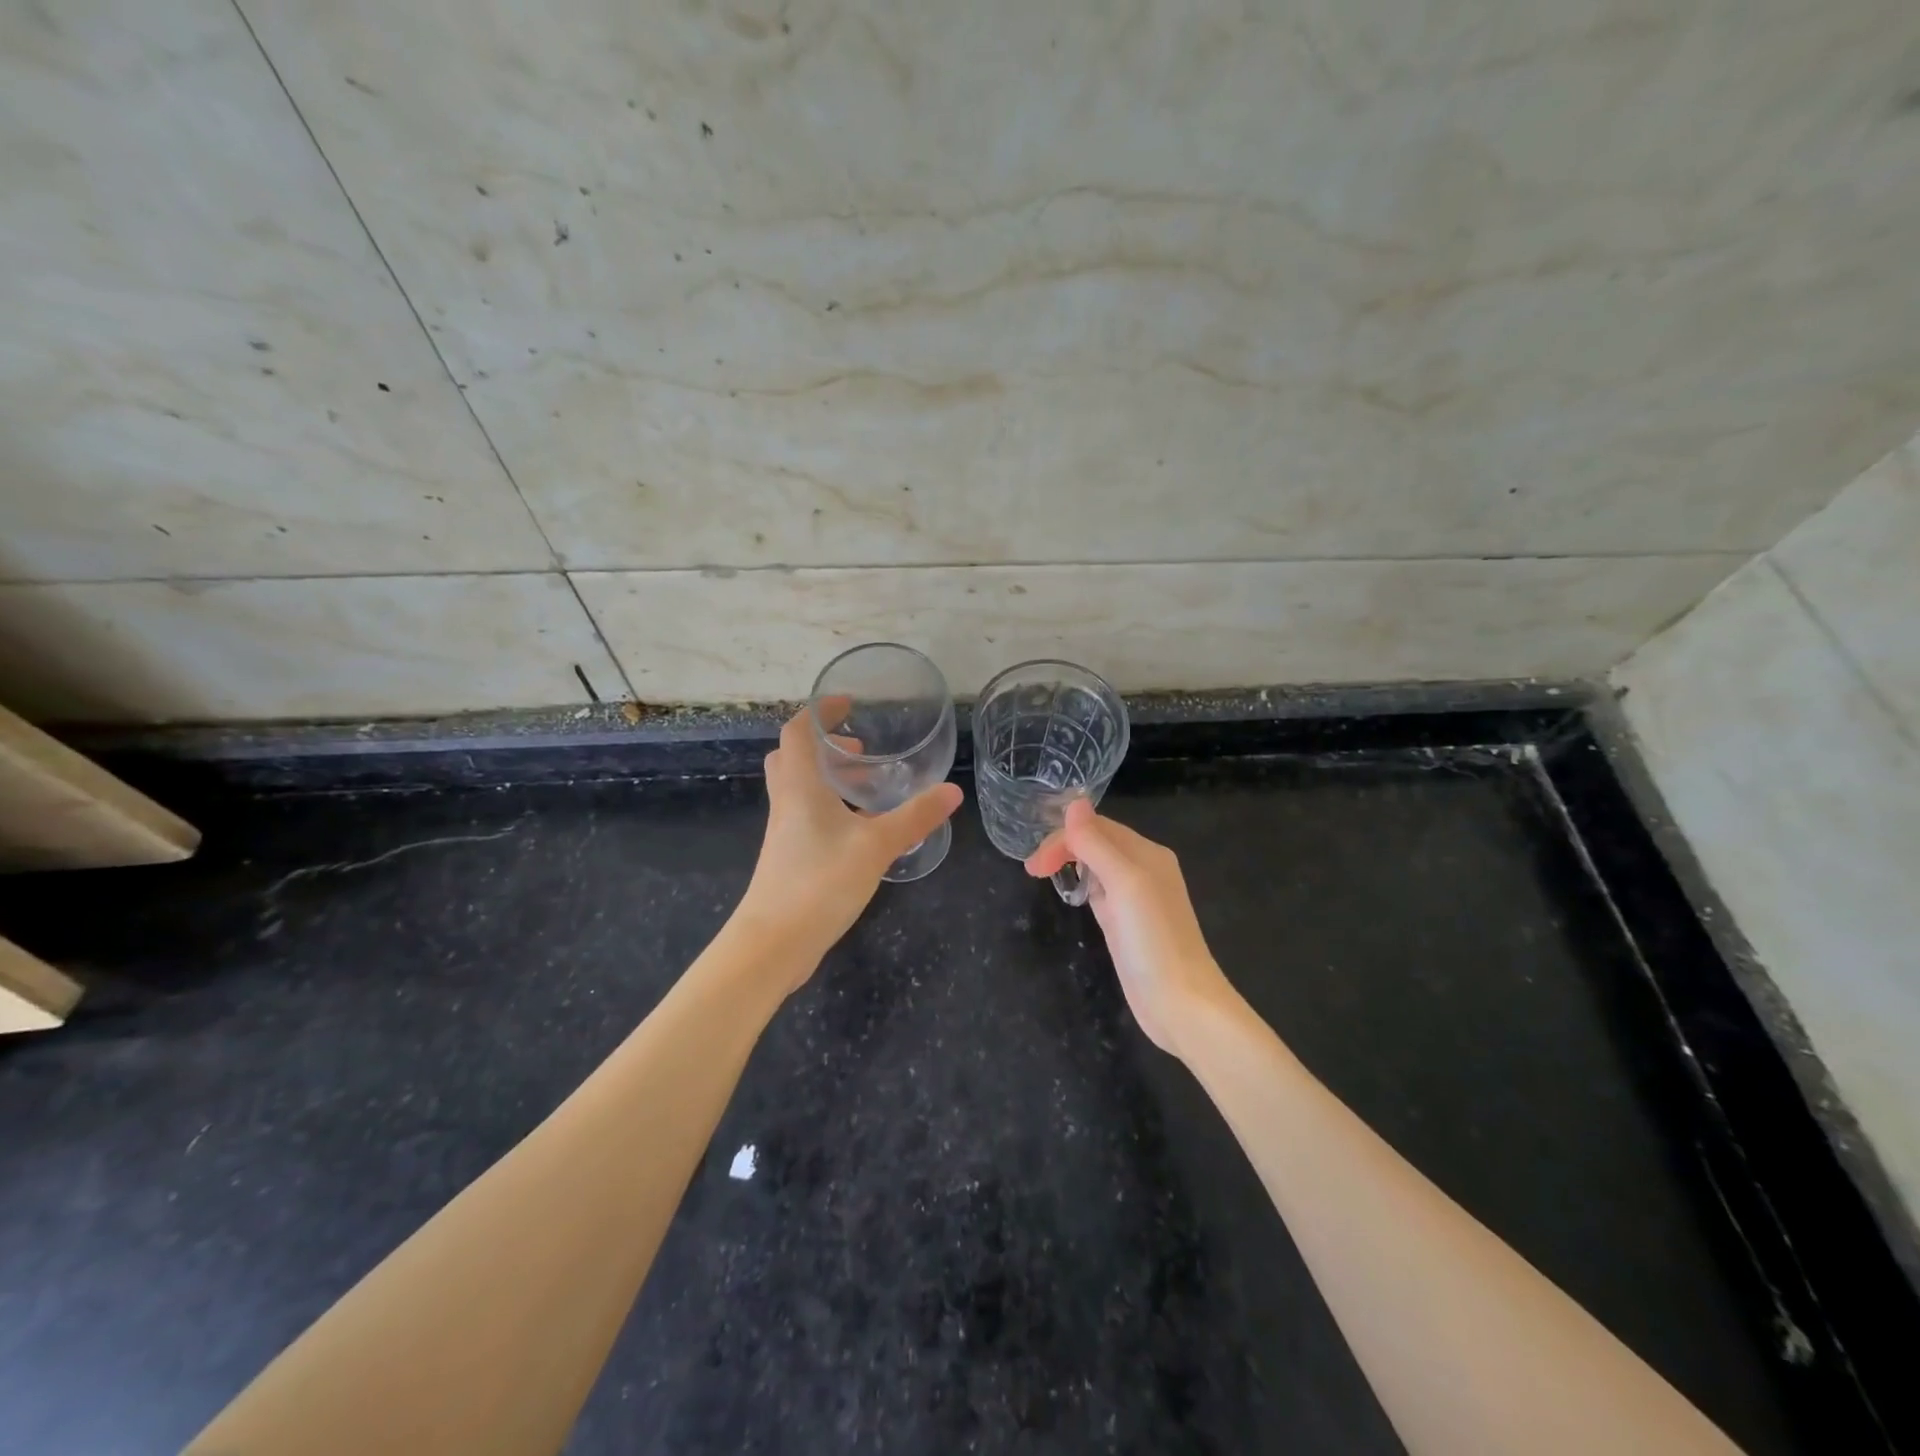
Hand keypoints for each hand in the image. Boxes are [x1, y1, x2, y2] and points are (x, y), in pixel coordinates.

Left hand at [737, 704, 962, 986]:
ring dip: (829, 778)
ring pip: (800, 788)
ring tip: (869, 788)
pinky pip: (806, 815)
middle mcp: (787, 802)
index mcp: (800, 786)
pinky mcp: (789, 857)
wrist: (773, 944)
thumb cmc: (819, 883)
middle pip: (793, 758)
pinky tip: (860, 829)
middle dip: (825, 746)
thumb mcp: (875, 846)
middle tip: (861, 751)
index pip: (798, 732)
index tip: (847, 705)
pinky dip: (830, 807)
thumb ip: (914, 818)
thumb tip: (952, 791)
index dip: (819, 712)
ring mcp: (785, 832)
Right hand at [1024, 800, 1236, 1057]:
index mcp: (1147, 853)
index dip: (1063, 837)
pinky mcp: (1127, 925)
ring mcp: (1137, 899)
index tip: (1034, 864)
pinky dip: (1083, 886)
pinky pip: (1101, 892)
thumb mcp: (1124, 883)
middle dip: (1063, 849)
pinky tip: (1073, 895)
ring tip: (1043, 876)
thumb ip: (1097, 843)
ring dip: (1071, 864)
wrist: (1181, 1004)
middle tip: (1032, 872)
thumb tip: (1074, 801)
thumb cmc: (1153, 940)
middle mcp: (1144, 869)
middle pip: (1097, 843)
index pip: (1097, 828)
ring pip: (1097, 866)